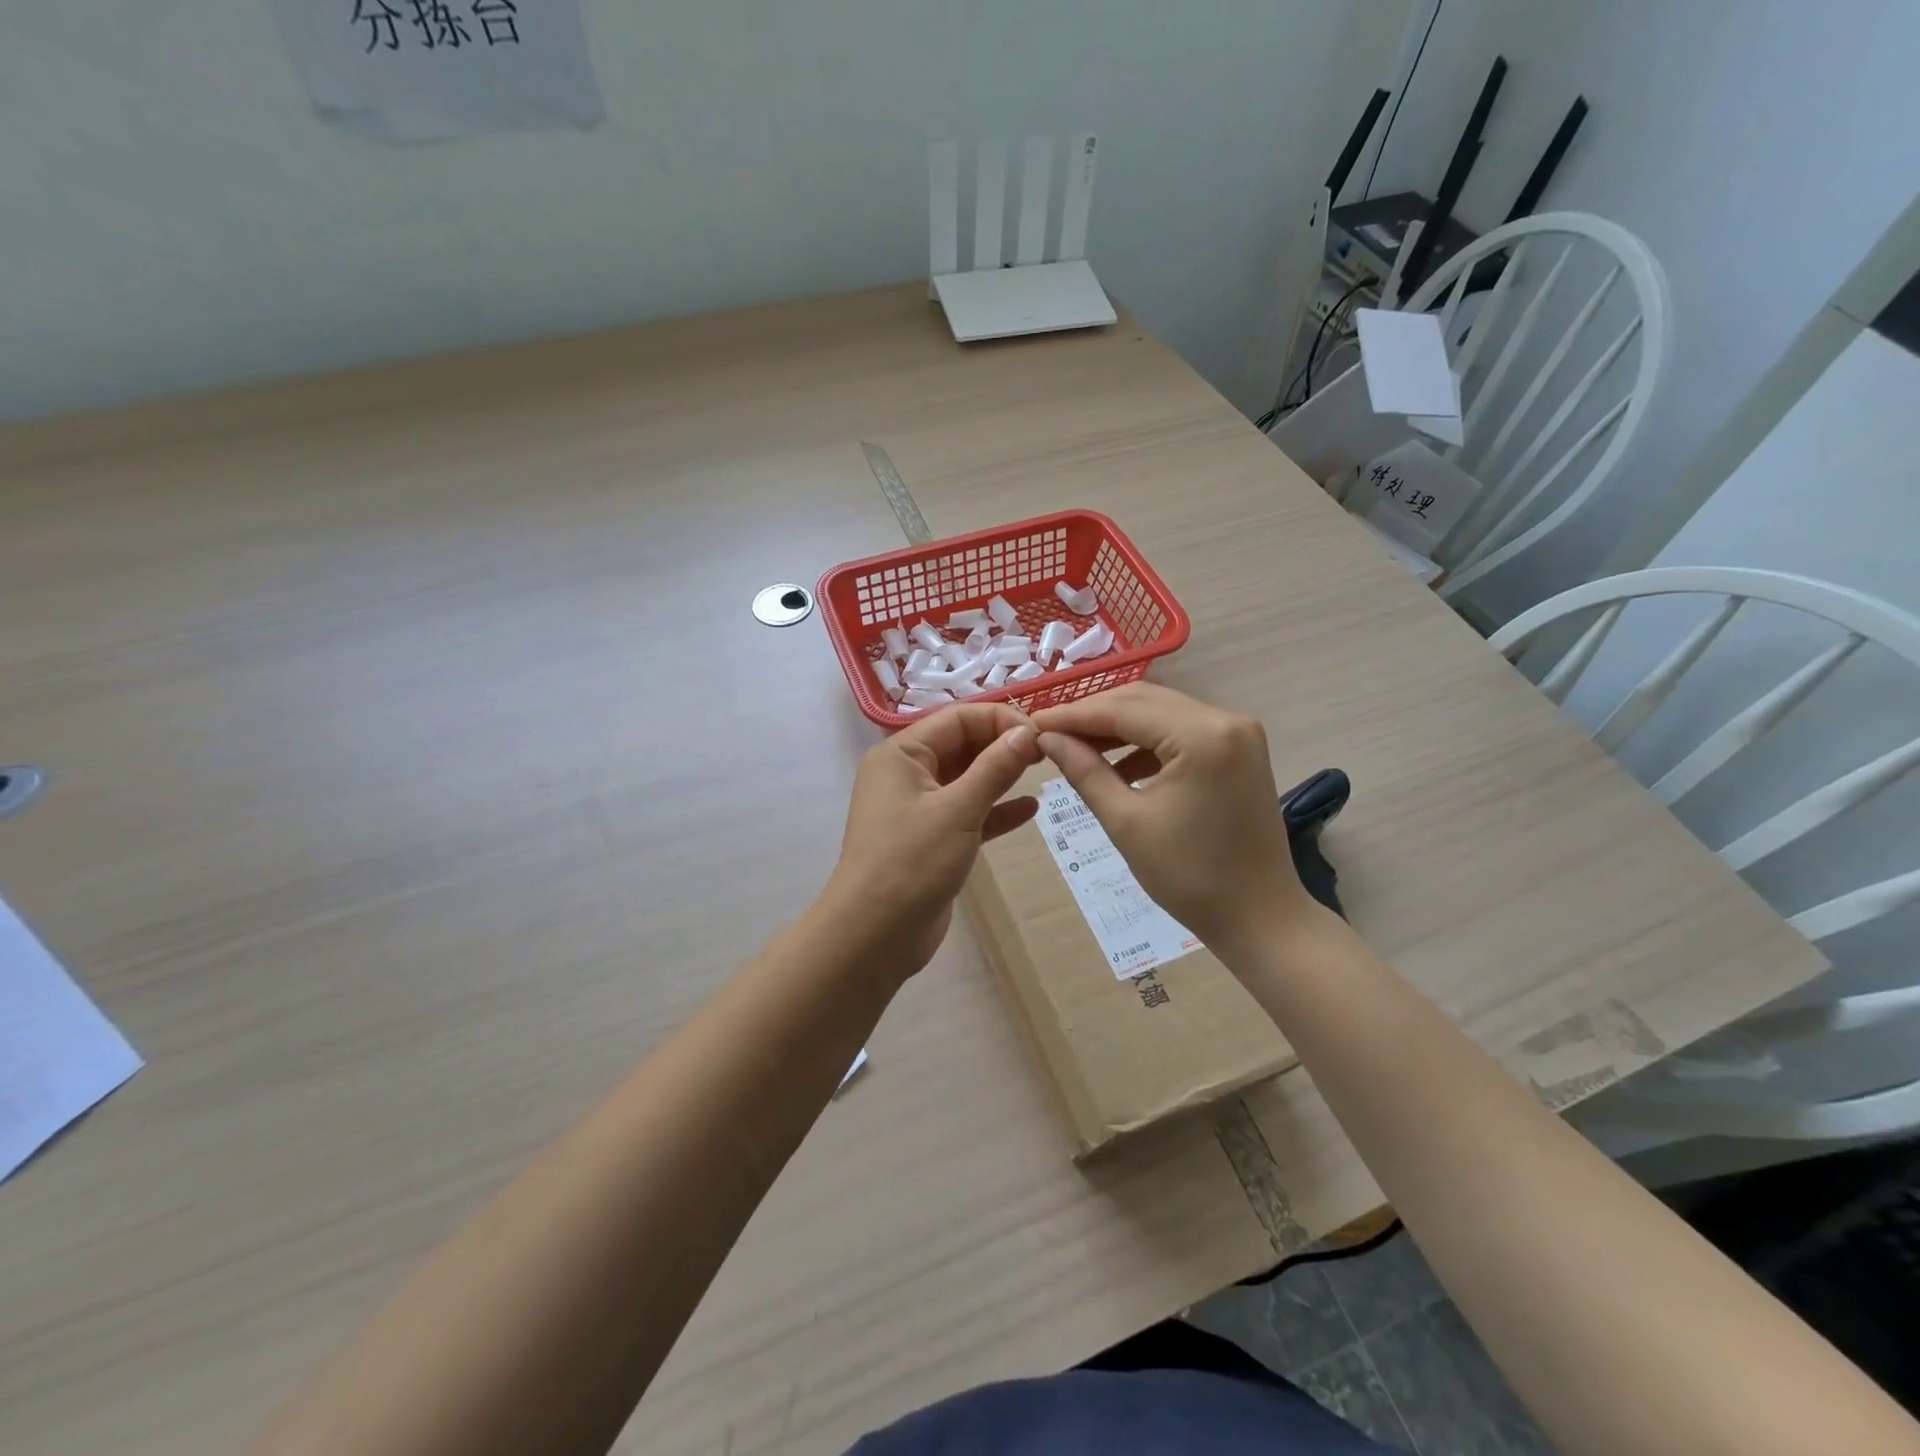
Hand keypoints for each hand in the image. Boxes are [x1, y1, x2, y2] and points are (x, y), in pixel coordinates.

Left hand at [826, 703, 1043, 974]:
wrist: (874, 935)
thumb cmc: (912, 862)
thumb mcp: (958, 809)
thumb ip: (995, 767)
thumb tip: (1028, 732)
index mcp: (901, 754)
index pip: (957, 718)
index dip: (1000, 720)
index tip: (1042, 734)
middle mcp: (906, 773)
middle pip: (961, 744)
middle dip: (1002, 744)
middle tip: (1049, 752)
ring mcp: (918, 807)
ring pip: (966, 778)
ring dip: (1002, 774)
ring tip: (1044, 771)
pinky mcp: (931, 838)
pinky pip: (968, 812)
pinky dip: (995, 809)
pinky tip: (1030, 809)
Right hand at [1031, 683, 1313, 956]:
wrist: (1260, 917)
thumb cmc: (1189, 877)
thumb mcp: (1125, 822)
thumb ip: (1084, 770)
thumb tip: (1046, 738)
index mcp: (1202, 735)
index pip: (1123, 710)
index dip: (1073, 715)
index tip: (1031, 723)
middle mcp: (1225, 719)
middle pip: (1143, 701)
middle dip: (1093, 715)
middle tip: (1049, 733)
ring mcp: (1238, 732)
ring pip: (1161, 712)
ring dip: (1118, 727)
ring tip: (1075, 747)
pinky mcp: (1239, 748)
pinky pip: (1181, 730)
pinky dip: (1146, 741)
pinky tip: (1116, 763)